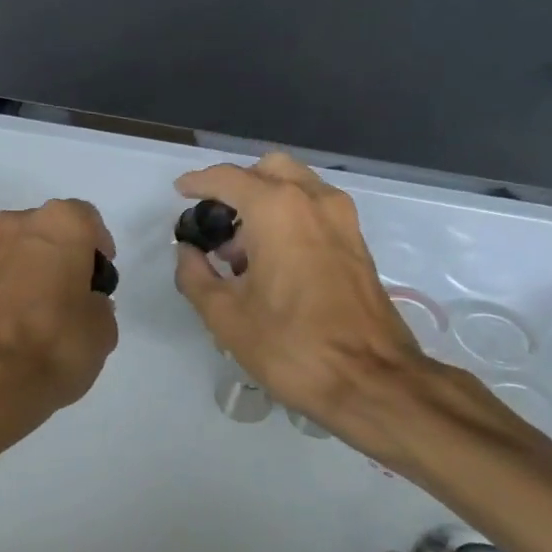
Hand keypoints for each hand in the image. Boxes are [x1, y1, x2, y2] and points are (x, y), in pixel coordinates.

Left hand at [0, 199, 119, 414]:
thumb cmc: (61, 340)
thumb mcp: (104, 326)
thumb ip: (97, 304)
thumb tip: (83, 305)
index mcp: (60, 223)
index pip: (87, 220)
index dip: (98, 248)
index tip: (101, 277)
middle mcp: (20, 226)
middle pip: (51, 231)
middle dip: (64, 255)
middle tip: (77, 291)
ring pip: (24, 252)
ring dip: (37, 271)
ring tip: (51, 313)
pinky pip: (5, 278)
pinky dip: (17, 291)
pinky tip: (27, 325)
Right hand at [173, 154, 428, 425]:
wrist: (371, 380)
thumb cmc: (290, 345)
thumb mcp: (225, 316)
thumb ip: (195, 275)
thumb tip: (187, 252)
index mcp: (276, 209)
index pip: (228, 178)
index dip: (198, 182)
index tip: (180, 192)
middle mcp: (313, 200)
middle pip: (268, 170)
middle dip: (238, 186)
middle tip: (216, 222)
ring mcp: (342, 218)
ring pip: (297, 185)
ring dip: (266, 201)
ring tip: (242, 250)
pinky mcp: (357, 241)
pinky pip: (316, 208)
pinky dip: (290, 216)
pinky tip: (274, 260)